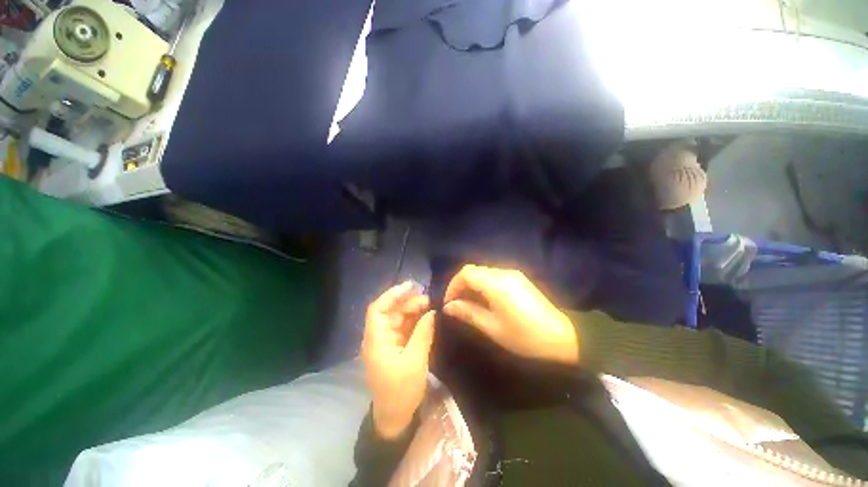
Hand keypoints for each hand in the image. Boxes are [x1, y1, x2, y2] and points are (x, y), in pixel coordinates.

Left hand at [362, 281, 435, 439]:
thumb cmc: (401, 390)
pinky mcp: (396, 347)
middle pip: (391, 312)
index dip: (392, 295)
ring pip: (399, 318)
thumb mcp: (415, 361)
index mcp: (376, 340)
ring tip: (430, 305)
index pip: (377, 309)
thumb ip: (423, 333)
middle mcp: (379, 337)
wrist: (395, 417)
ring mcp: (388, 341)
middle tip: (428, 299)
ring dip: (413, 311)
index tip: (410, 286)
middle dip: (408, 303)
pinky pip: (404, 328)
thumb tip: (432, 312)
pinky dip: (415, 321)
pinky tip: (426, 317)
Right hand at [443, 265, 578, 364]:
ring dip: (472, 285)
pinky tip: (485, 300)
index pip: (466, 273)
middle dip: (461, 285)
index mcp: (496, 283)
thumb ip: (468, 313)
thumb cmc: (525, 335)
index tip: (449, 303)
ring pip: (483, 272)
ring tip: (469, 304)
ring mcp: (512, 274)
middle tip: (457, 305)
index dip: (453, 285)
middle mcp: (503, 272)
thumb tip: (449, 306)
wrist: (562, 336)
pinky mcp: (518, 278)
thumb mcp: (492, 327)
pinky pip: (494, 276)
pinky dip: (483, 284)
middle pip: (473, 270)